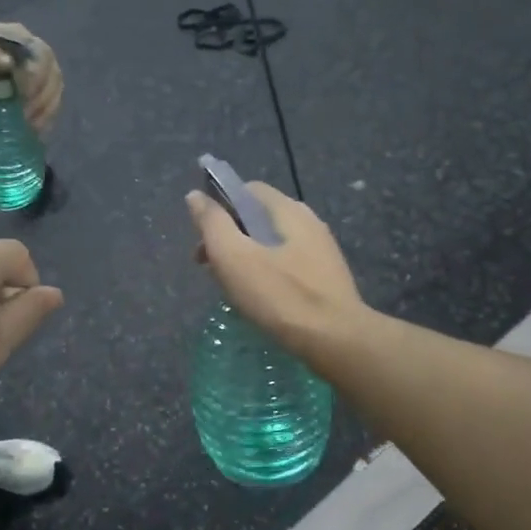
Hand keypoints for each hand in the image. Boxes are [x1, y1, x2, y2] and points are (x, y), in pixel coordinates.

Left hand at [0, 21, 63, 131]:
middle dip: (42, 100)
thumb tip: (8, 64)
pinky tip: (34, 130)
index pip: (41, 56)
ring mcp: (44, 71)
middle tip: (24, 119)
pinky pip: (52, 103)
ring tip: (29, 127)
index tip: (21, 98)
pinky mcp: (42, 89)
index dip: (36, 79)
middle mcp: (38, 53)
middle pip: (54, 76)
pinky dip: (46, 118)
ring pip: (56, 91)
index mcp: (20, 38)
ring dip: (46, 112)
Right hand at [186, 184, 363, 349]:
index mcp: (286, 209)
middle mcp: (308, 221)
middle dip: (229, 237)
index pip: (247, 190)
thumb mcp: (233, 257)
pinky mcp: (326, 276)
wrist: (335, 339)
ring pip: (272, 243)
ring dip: (246, 257)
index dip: (219, 207)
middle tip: (210, 269)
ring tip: (232, 287)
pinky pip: (288, 263)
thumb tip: (195, 196)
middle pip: (258, 217)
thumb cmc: (279, 295)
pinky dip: (267, 273)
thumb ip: (212, 223)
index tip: (203, 239)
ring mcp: (321, 249)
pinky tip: (260, 299)